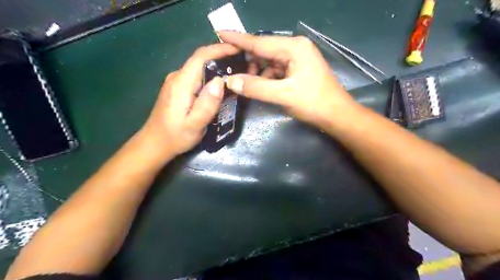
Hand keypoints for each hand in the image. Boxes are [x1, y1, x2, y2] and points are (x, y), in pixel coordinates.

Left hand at [138, 43, 240, 157]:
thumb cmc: (175, 136)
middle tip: (242, 62)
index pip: (200, 57)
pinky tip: (220, 84)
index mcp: (181, 83)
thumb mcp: (195, 124)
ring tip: (235, 71)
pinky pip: (196, 76)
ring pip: (199, 68)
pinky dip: (210, 75)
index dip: (219, 49)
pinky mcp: (178, 89)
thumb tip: (220, 81)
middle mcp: (177, 77)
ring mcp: (176, 83)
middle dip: (221, 57)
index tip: (238, 49)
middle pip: (201, 60)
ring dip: (217, 66)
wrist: (155, 144)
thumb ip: (207, 104)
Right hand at [221, 31, 357, 126]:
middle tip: (229, 68)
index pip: (259, 41)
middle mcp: (295, 48)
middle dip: (247, 60)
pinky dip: (266, 77)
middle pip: (264, 50)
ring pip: (269, 61)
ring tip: (245, 83)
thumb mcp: (283, 95)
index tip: (219, 32)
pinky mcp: (298, 69)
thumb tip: (230, 81)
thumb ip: (256, 87)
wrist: (337, 115)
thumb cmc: (313, 103)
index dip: (238, 39)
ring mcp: (298, 58)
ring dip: (257, 71)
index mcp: (293, 47)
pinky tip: (260, 85)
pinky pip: (276, 69)